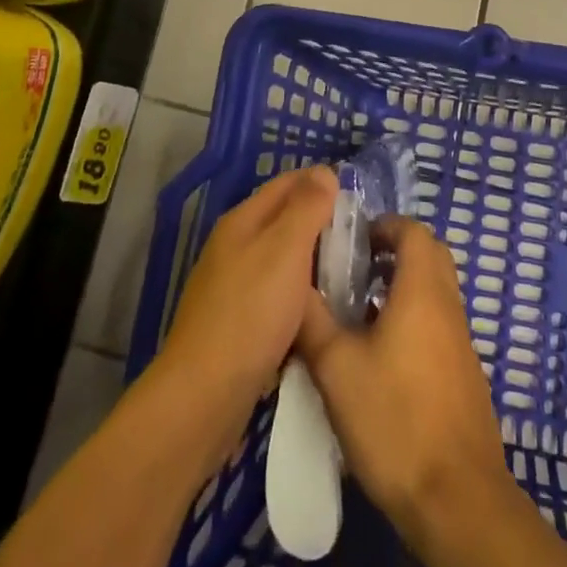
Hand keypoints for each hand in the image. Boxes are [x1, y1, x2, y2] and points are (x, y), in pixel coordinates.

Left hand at [153, 166, 336, 463]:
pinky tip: (322, 309)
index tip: (360, 197)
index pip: (288, 183)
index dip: (322, 182)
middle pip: (283, 219)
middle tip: (362, 237)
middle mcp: (234, 245)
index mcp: (243, 220)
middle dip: (320, 221)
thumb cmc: (250, 313)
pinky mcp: (237, 322)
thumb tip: (325, 171)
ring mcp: (232, 285)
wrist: (204, 395)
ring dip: (313, 259)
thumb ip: (306, 208)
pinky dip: (300, 293)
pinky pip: (277, 293)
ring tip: (351, 271)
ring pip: (281, 258)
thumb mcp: (285, 250)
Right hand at [295, 216, 513, 545]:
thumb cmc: (395, 420)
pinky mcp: (463, 377)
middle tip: (354, 269)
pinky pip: (437, 326)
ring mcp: (460, 343)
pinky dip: (411, 321)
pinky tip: (378, 358)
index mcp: (423, 291)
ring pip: (433, 293)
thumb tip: (293, 288)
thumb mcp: (337, 368)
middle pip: (428, 256)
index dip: (383, 225)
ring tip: (356, 313)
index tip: (352, 241)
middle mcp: (448, 307)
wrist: (458, 501)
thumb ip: (312, 321)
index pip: (413, 231)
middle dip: (393, 252)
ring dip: (400, 289)